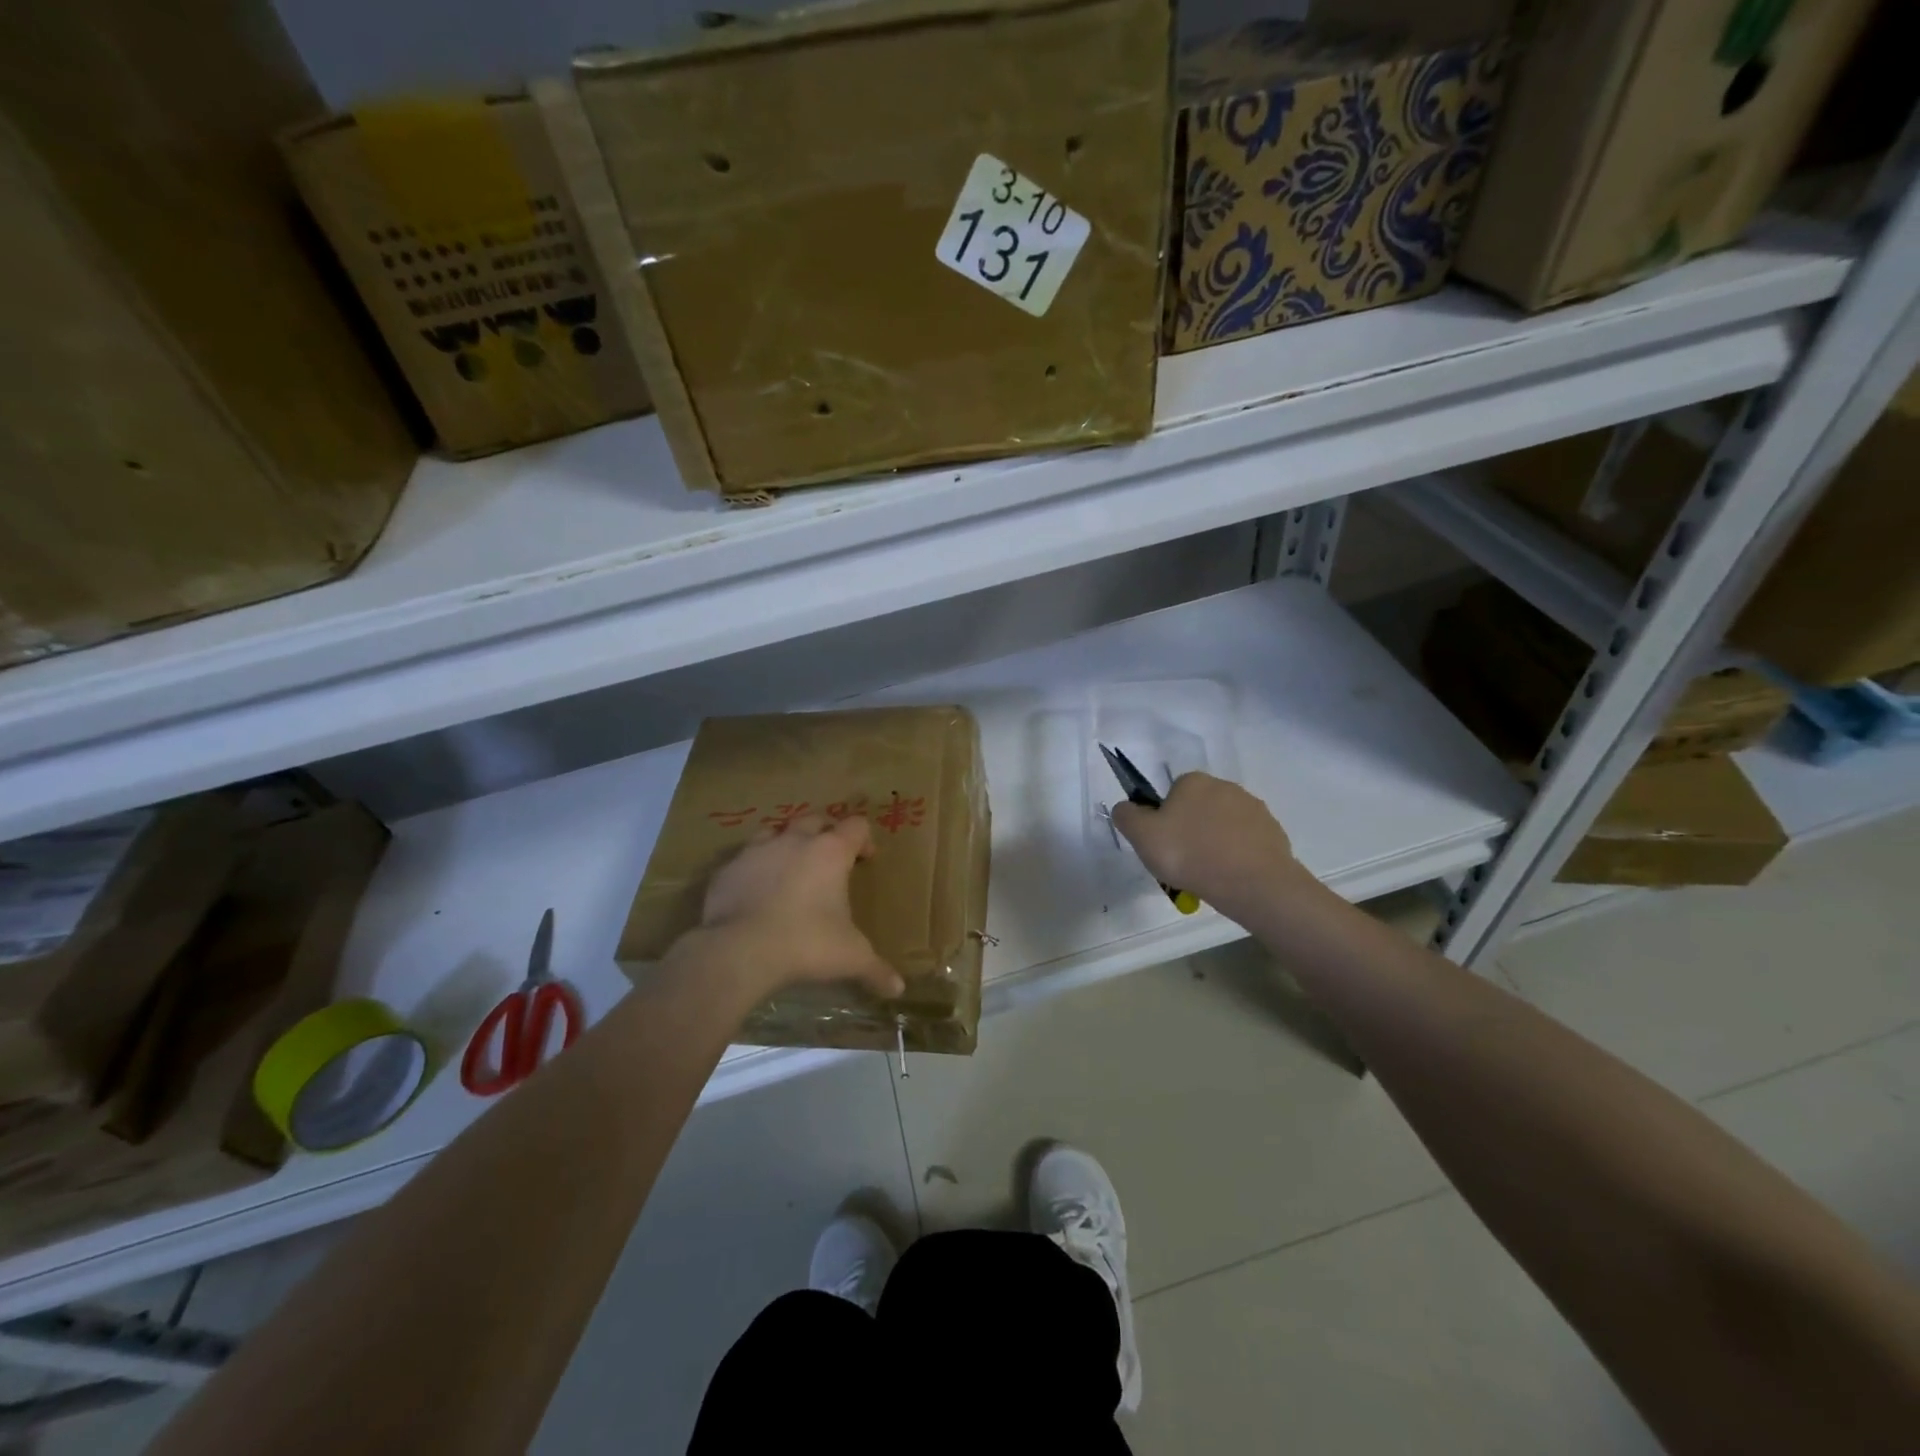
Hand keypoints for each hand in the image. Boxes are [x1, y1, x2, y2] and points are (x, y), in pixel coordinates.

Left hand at [679, 813, 903, 1002]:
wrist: (740, 951)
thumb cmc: (806, 944)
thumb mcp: (850, 958)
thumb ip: (876, 969)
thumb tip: (899, 989)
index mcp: (831, 852)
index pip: (856, 825)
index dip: (864, 839)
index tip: (866, 858)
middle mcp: (795, 840)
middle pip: (815, 819)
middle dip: (825, 833)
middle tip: (830, 859)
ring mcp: (757, 850)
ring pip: (776, 831)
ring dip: (786, 843)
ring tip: (790, 868)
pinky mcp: (727, 868)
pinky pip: (744, 859)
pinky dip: (754, 868)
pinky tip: (754, 891)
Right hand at [1110, 773, 1302, 920]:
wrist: (1253, 884)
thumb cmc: (1190, 854)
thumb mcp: (1142, 836)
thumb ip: (1127, 816)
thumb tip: (1125, 808)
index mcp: (1193, 781)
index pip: (1171, 794)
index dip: (1164, 819)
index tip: (1164, 845)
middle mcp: (1225, 786)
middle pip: (1198, 809)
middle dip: (1191, 831)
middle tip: (1183, 862)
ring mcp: (1254, 809)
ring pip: (1223, 826)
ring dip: (1215, 844)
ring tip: (1208, 875)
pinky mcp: (1274, 832)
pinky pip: (1246, 842)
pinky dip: (1237, 856)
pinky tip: (1231, 877)